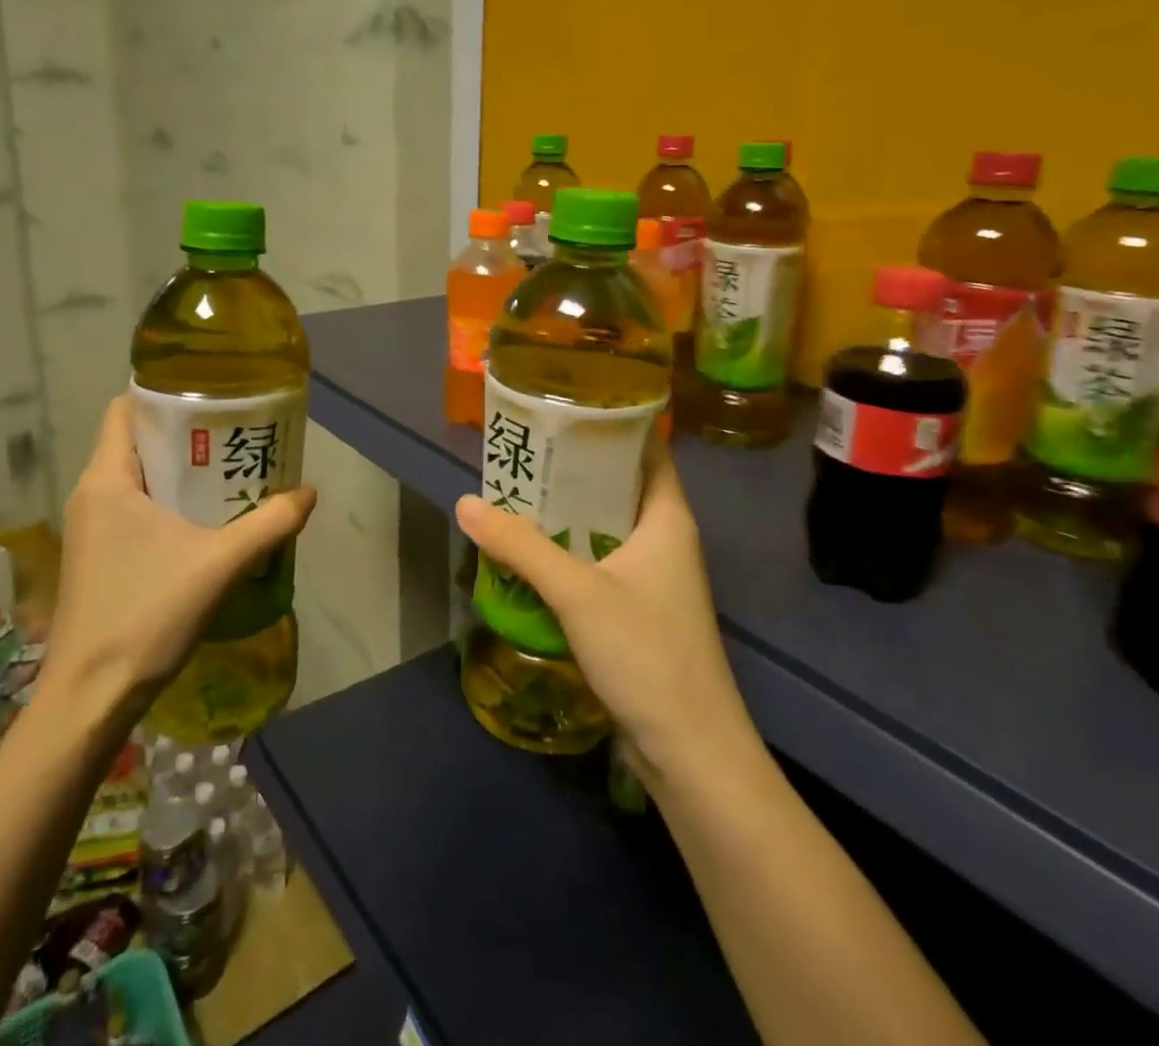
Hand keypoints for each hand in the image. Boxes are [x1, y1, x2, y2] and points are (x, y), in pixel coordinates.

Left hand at [41, 394, 317, 720]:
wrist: (90, 698)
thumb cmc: (146, 615)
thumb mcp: (220, 564)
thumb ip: (269, 523)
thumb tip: (309, 492)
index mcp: (108, 479)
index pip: (125, 409)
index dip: (165, 394)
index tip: (212, 394)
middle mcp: (92, 494)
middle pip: (138, 440)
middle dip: (186, 432)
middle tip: (237, 432)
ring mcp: (92, 528)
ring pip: (138, 476)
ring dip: (181, 470)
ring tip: (230, 470)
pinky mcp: (99, 556)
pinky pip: (136, 507)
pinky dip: (170, 501)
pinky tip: (208, 519)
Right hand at [455, 435, 750, 783]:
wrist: (691, 751)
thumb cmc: (646, 653)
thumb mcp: (578, 592)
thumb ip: (521, 547)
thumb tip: (467, 503)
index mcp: (666, 518)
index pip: (647, 450)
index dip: (612, 424)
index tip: (565, 408)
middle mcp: (665, 539)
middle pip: (619, 487)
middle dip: (575, 469)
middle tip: (525, 451)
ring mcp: (654, 578)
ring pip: (606, 528)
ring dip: (567, 514)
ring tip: (517, 493)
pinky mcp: (640, 612)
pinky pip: (601, 564)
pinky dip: (569, 552)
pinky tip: (531, 553)